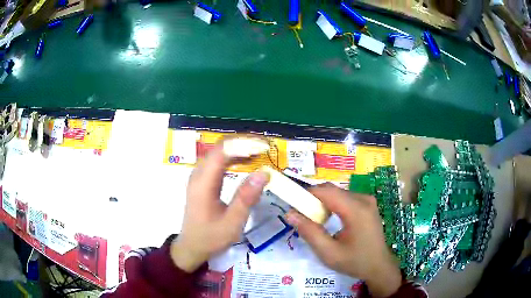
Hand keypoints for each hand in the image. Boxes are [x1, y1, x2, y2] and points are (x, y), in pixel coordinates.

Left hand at [170, 144, 268, 272]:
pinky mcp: (202, 181)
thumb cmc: (211, 237)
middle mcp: (198, 174)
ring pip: (218, 152)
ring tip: (260, 151)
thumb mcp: (232, 222)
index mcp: (203, 183)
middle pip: (220, 148)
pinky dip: (233, 157)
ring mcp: (199, 176)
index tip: (265, 146)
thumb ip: (246, 197)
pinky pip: (217, 161)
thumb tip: (264, 173)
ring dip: (239, 148)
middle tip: (266, 147)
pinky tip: (246, 161)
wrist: (192, 246)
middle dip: (244, 143)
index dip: (244, 144)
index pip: (222, 151)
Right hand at [286, 184, 401, 297]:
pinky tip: (331, 220)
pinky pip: (345, 197)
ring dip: (323, 202)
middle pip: (332, 190)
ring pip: (338, 193)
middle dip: (314, 199)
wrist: (379, 266)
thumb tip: (289, 213)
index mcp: (356, 210)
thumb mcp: (328, 253)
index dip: (307, 194)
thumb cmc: (355, 262)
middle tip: (303, 217)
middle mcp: (363, 199)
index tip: (294, 206)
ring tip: (316, 221)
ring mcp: (367, 200)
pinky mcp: (368, 204)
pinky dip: (333, 204)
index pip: (326, 191)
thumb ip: (309, 233)